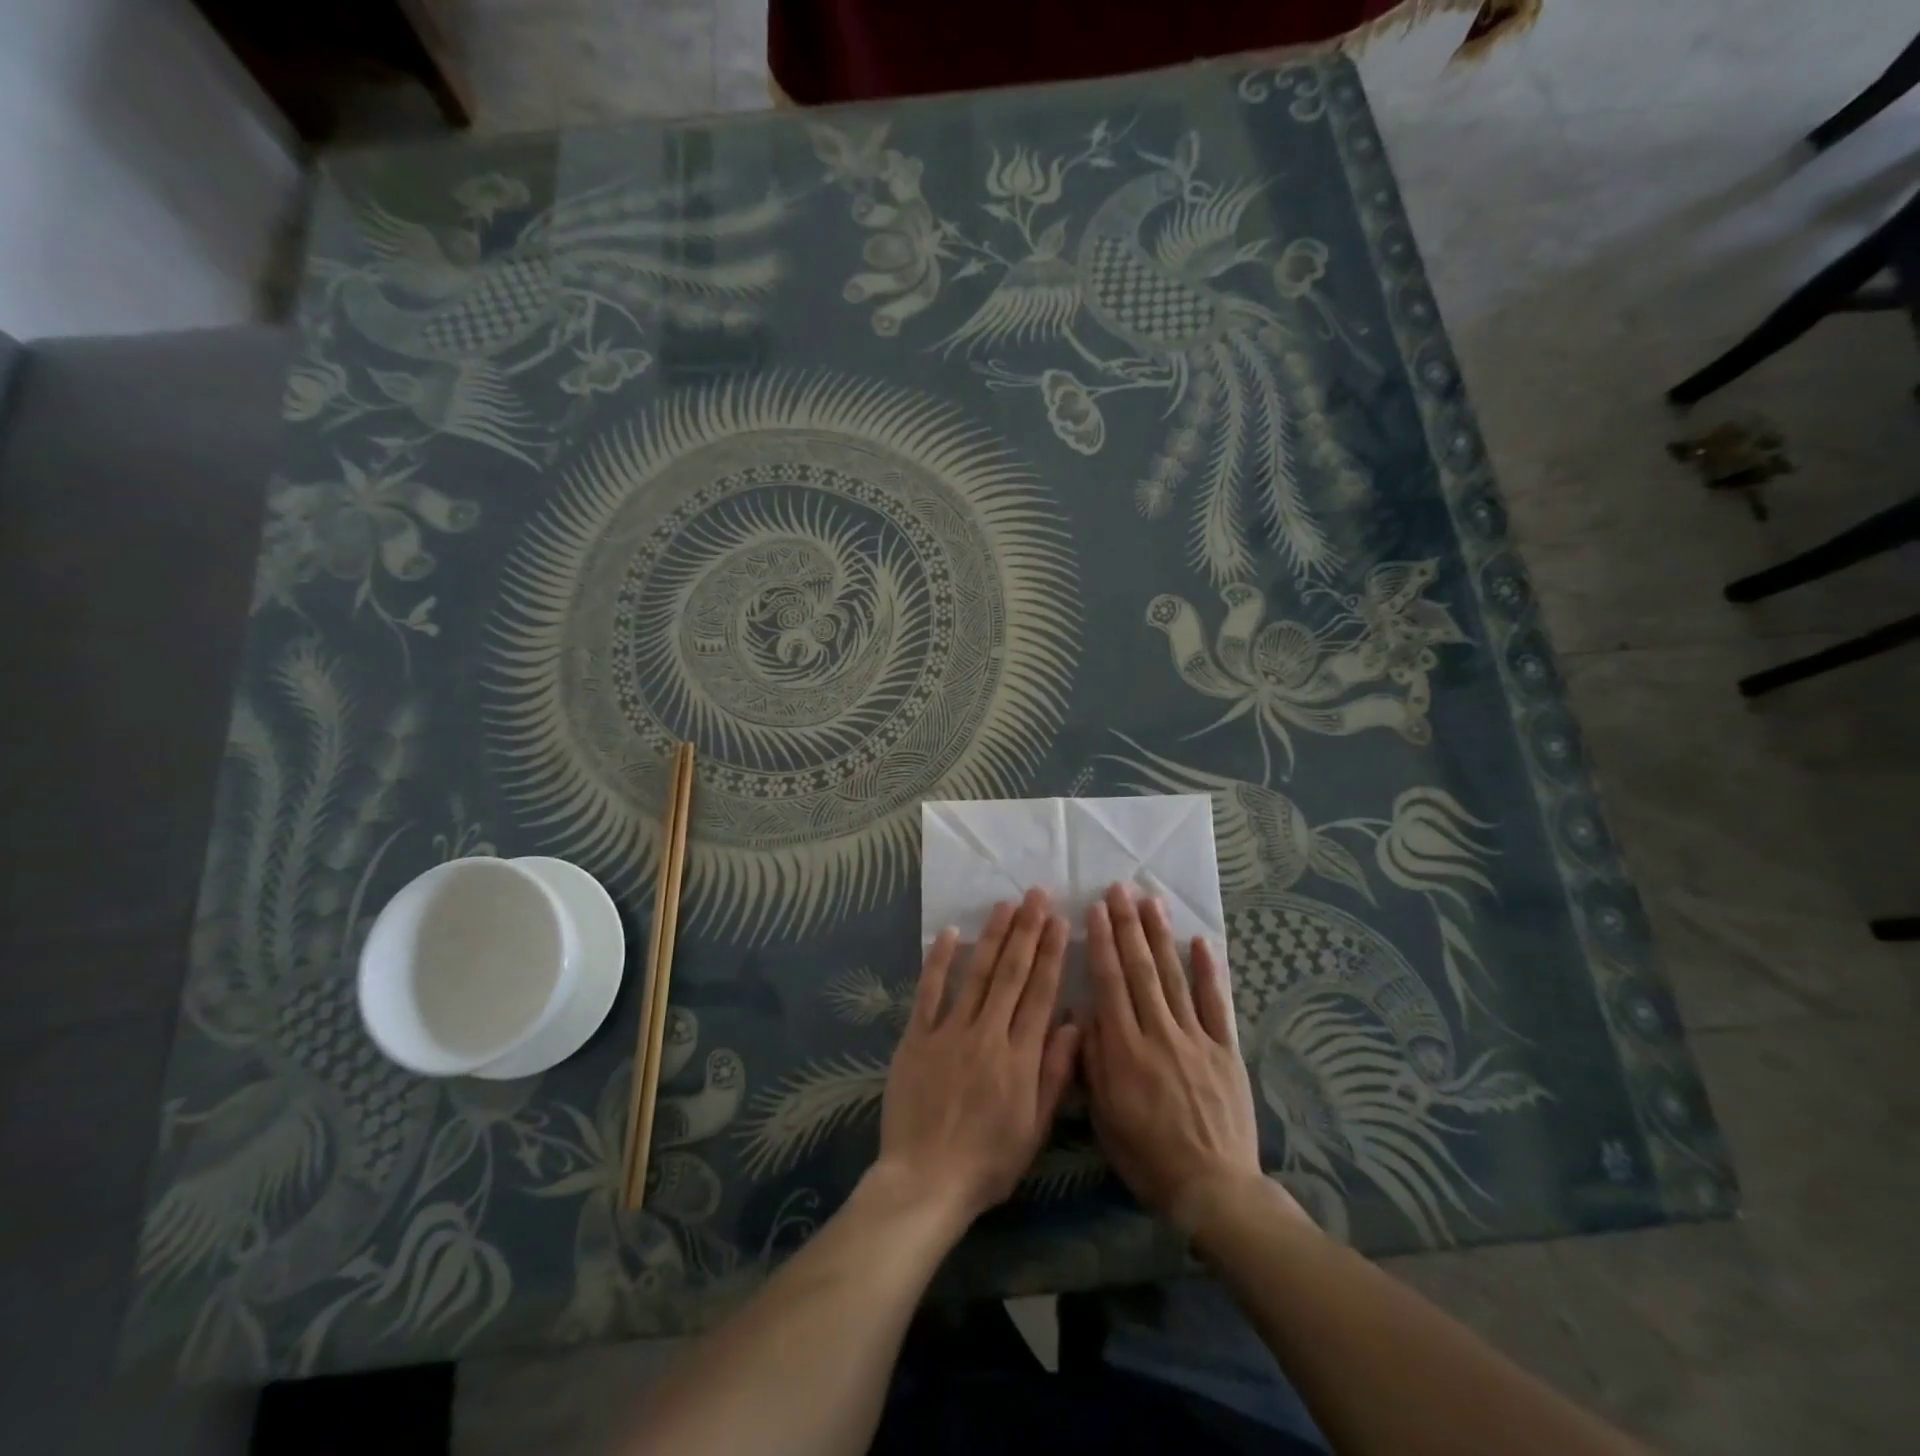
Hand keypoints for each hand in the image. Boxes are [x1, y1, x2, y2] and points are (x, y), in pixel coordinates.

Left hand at [874, 889, 1080, 1227]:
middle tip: (1036, 894)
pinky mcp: (916, 1038)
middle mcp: (987, 1034)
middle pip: (1010, 974)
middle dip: (1026, 931)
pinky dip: (938, 961)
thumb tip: (1073, 1024)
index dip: (1051, 954)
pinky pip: (928, 992)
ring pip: (975, 974)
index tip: (1059, 920)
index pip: (1040, 993)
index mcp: (1020, 1057)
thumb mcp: (1035, 1128)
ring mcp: (949, 1033)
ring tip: (1005, 905)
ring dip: (992, 936)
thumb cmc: (988, 1162)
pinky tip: (950, 933)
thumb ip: (1055, 1074)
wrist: (925, 1182)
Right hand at [1081, 884, 1269, 1227]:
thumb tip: (1083, 1012)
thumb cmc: (1148, 1157)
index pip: (1110, 984)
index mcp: (1125, 1051)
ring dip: (1161, 936)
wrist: (1213, 1190)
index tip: (1095, 910)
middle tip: (1119, 889)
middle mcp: (1159, 1034)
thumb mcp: (1104, 1116)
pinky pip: (1216, 1004)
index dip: (1101, 944)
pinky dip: (1208, 971)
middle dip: (1127, 926)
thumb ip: (1092, 1061)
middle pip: (1140, 970)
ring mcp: (1195, 1039)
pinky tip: (1201, 941)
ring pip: (1174, 977)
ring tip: (1152, 901)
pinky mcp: (1225, 1050)